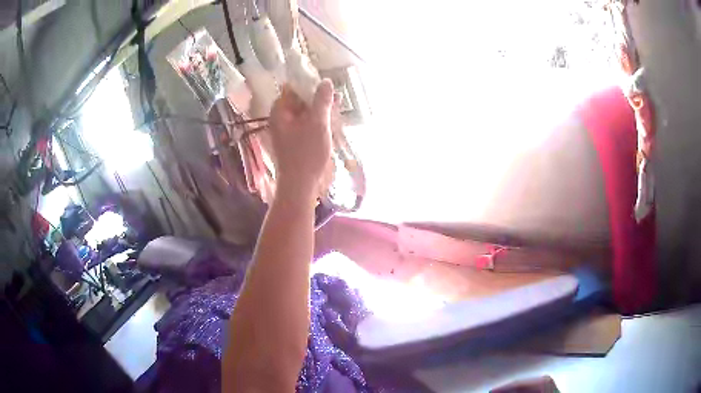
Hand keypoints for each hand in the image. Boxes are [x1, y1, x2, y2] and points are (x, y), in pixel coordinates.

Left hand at [269, 79, 333, 194]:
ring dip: (320, 111)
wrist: (300, 185)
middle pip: (299, 101)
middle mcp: (280, 119)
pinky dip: (317, 123)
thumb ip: (322, 100)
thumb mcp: (317, 122)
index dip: (309, 84)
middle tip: (337, 99)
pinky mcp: (293, 142)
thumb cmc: (307, 152)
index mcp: (280, 111)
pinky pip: (305, 126)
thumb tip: (327, 81)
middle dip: (317, 99)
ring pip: (304, 114)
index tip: (327, 85)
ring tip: (337, 111)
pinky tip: (330, 125)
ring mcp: (286, 132)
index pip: (292, 88)